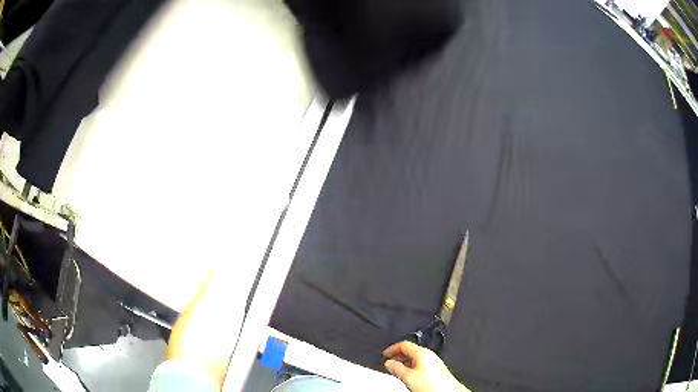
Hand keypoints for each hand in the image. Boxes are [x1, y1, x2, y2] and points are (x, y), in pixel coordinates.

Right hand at [383, 341, 469, 391]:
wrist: (448, 391)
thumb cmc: (433, 384)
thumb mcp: (408, 377)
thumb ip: (396, 368)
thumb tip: (389, 362)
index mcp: (422, 352)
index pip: (404, 344)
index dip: (392, 348)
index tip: (385, 354)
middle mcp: (429, 355)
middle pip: (410, 351)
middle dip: (398, 356)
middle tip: (389, 362)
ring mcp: (434, 361)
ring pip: (415, 358)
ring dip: (404, 362)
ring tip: (396, 370)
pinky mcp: (436, 369)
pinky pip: (420, 364)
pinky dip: (411, 367)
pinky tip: (409, 375)